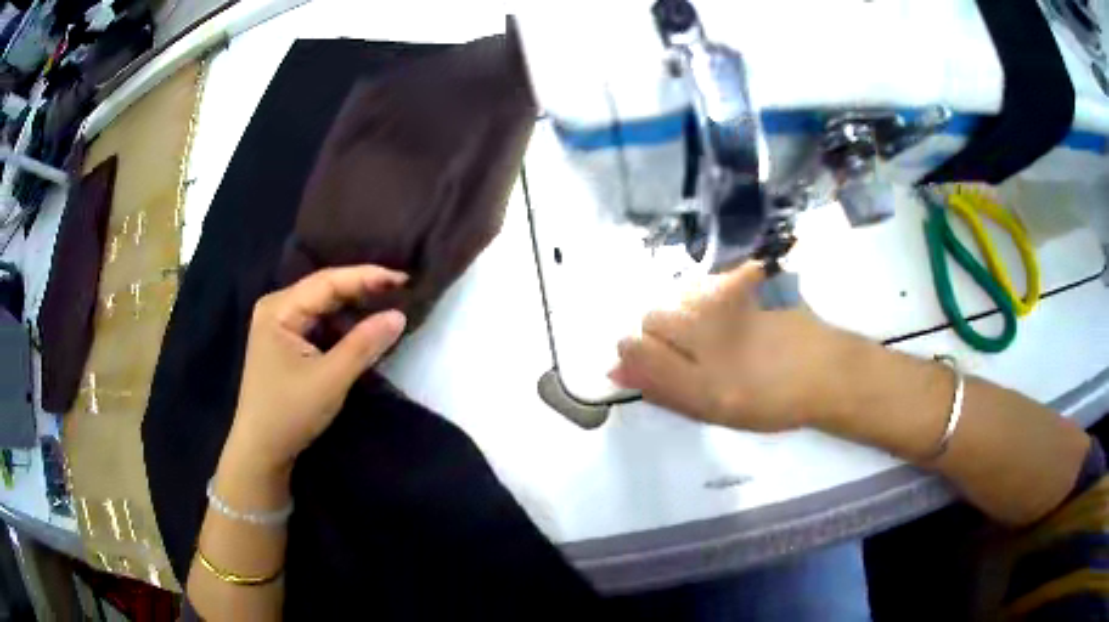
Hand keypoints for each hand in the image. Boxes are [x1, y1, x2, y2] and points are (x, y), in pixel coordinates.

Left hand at [225, 265, 407, 472]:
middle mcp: (277, 308)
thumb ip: (364, 344)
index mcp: (279, 309)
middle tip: (401, 290)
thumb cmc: (289, 413)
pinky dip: (343, 325)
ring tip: (389, 304)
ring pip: (323, 307)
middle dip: (362, 289)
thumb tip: (399, 315)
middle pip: (324, 290)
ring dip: (354, 307)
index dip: (366, 277)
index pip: (327, 282)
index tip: (403, 279)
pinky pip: (319, 323)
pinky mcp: (286, 343)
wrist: (262, 451)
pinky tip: (364, 327)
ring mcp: (280, 325)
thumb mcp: (330, 379)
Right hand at [610, 261, 849, 431]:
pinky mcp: (747, 287)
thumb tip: (616, 370)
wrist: (824, 371)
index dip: (632, 353)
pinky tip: (727, 313)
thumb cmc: (772, 402)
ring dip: (683, 313)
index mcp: (702, 384)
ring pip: (678, 298)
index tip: (641, 358)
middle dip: (658, 331)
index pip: (637, 352)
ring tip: (712, 331)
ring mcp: (731, 310)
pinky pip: (707, 285)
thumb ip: (666, 392)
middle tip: (688, 348)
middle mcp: (711, 342)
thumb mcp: (715, 411)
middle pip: (653, 318)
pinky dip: (707, 297)